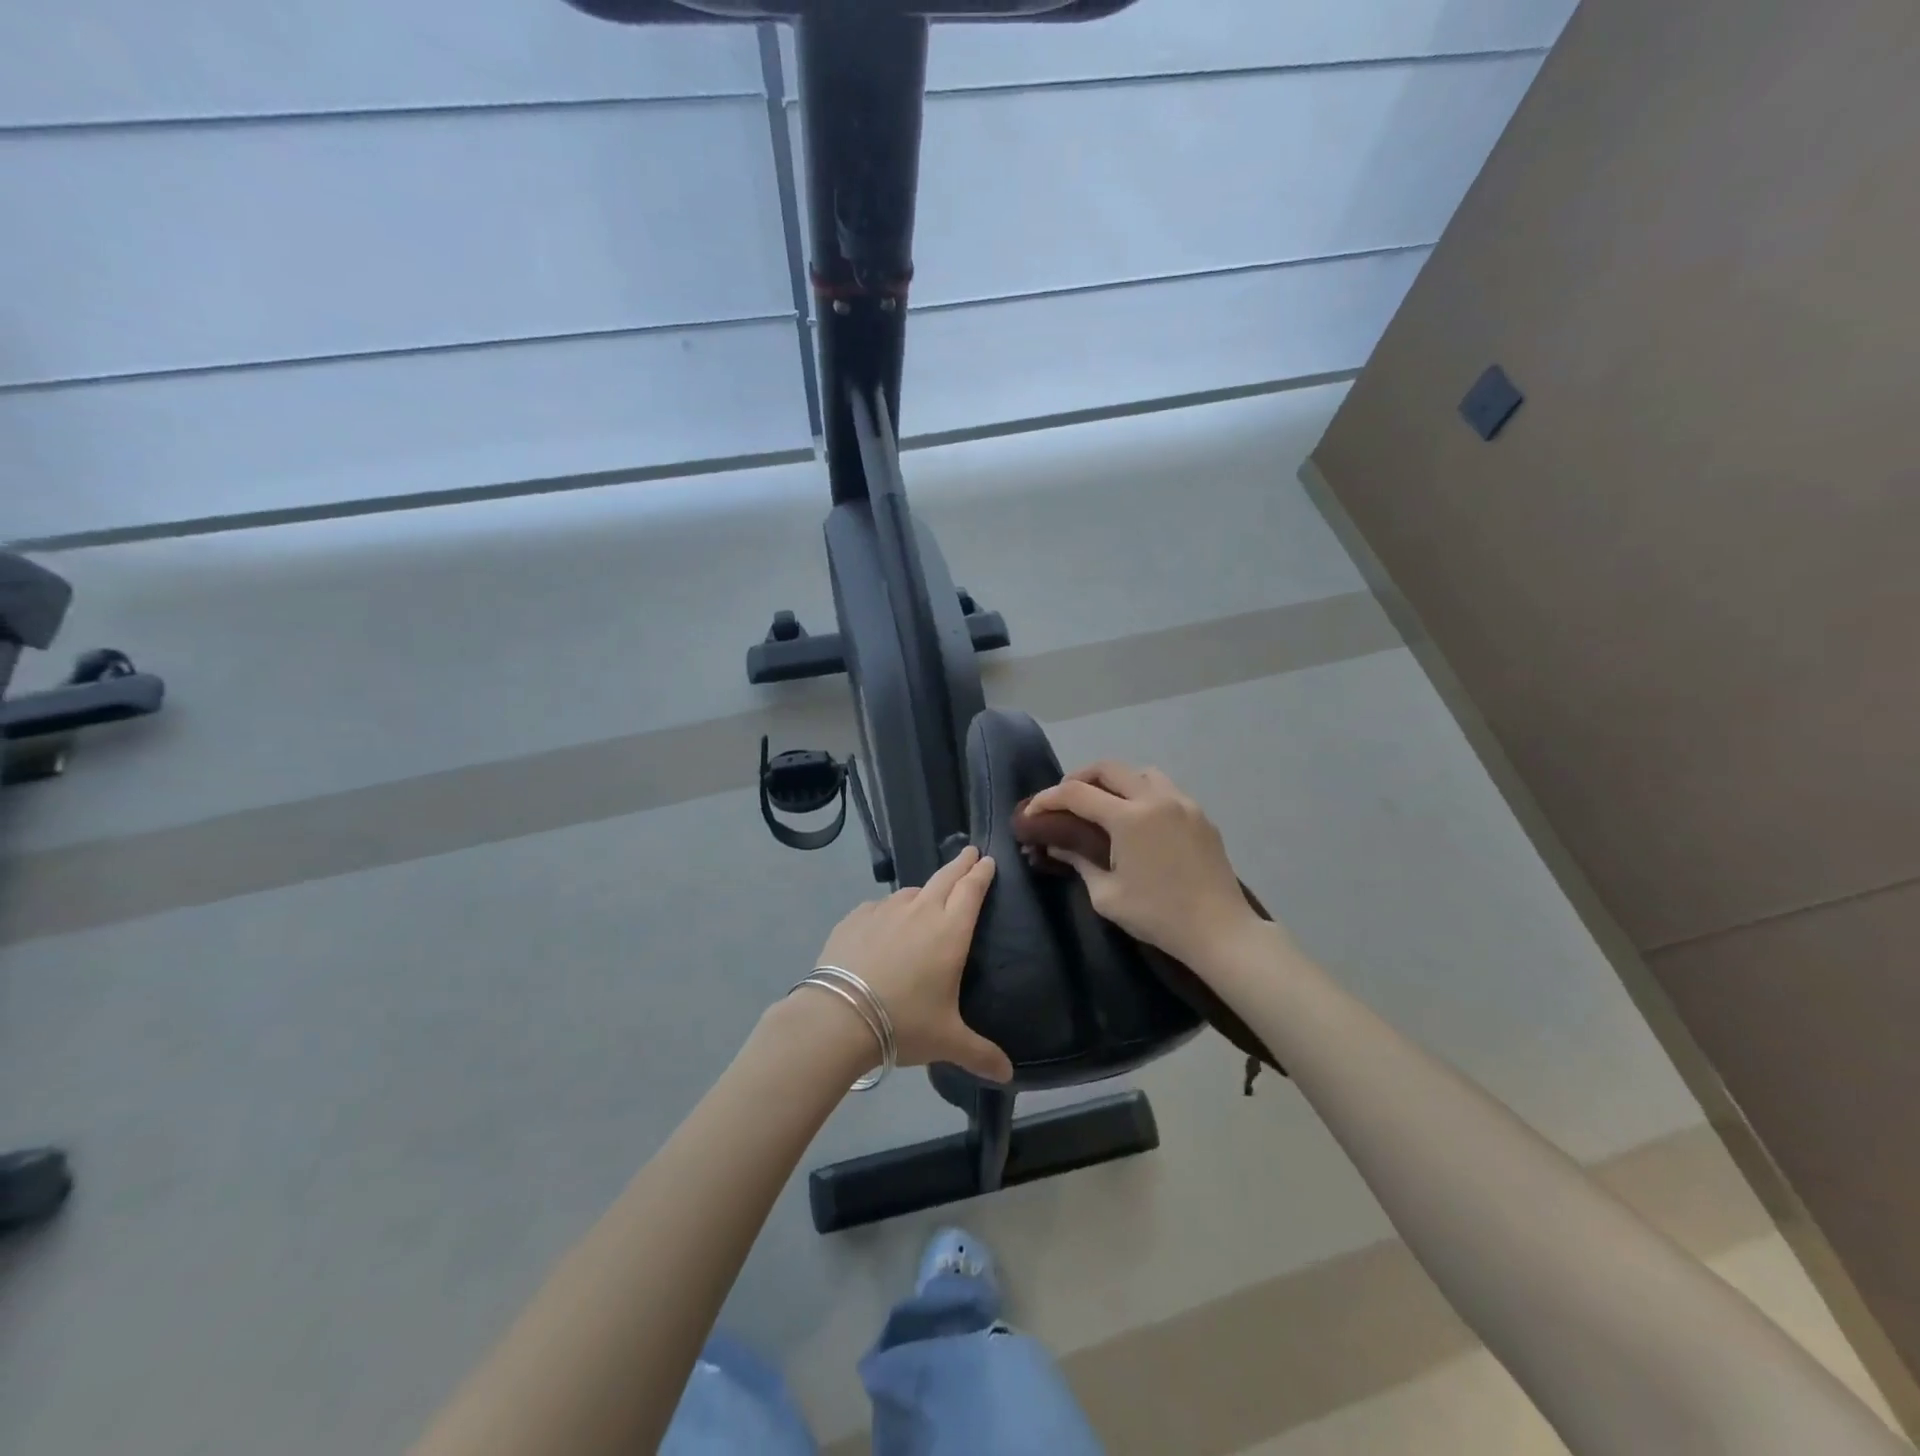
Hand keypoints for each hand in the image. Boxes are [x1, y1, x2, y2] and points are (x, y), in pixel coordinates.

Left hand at [810, 847, 1012, 1082]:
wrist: (839, 1015)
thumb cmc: (904, 1023)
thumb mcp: (947, 1041)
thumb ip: (980, 1054)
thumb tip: (1008, 1076)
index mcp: (950, 931)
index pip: (972, 890)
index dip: (981, 873)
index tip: (987, 859)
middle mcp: (921, 911)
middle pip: (945, 877)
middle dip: (960, 864)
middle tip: (969, 852)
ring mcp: (885, 910)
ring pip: (911, 891)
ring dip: (924, 890)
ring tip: (927, 897)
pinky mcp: (855, 917)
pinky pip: (879, 906)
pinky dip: (889, 910)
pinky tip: (885, 923)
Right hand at [1025, 761, 1266, 966]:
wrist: (1219, 931)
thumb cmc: (1158, 916)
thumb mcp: (1107, 896)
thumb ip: (1079, 862)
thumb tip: (1057, 846)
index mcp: (1129, 818)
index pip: (1077, 794)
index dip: (1048, 798)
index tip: (1032, 811)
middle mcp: (1156, 799)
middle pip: (1109, 768)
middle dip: (1080, 778)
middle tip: (1065, 801)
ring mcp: (1183, 804)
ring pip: (1141, 773)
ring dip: (1116, 781)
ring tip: (1104, 805)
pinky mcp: (1201, 815)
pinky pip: (1165, 790)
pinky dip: (1142, 793)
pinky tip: (1138, 821)